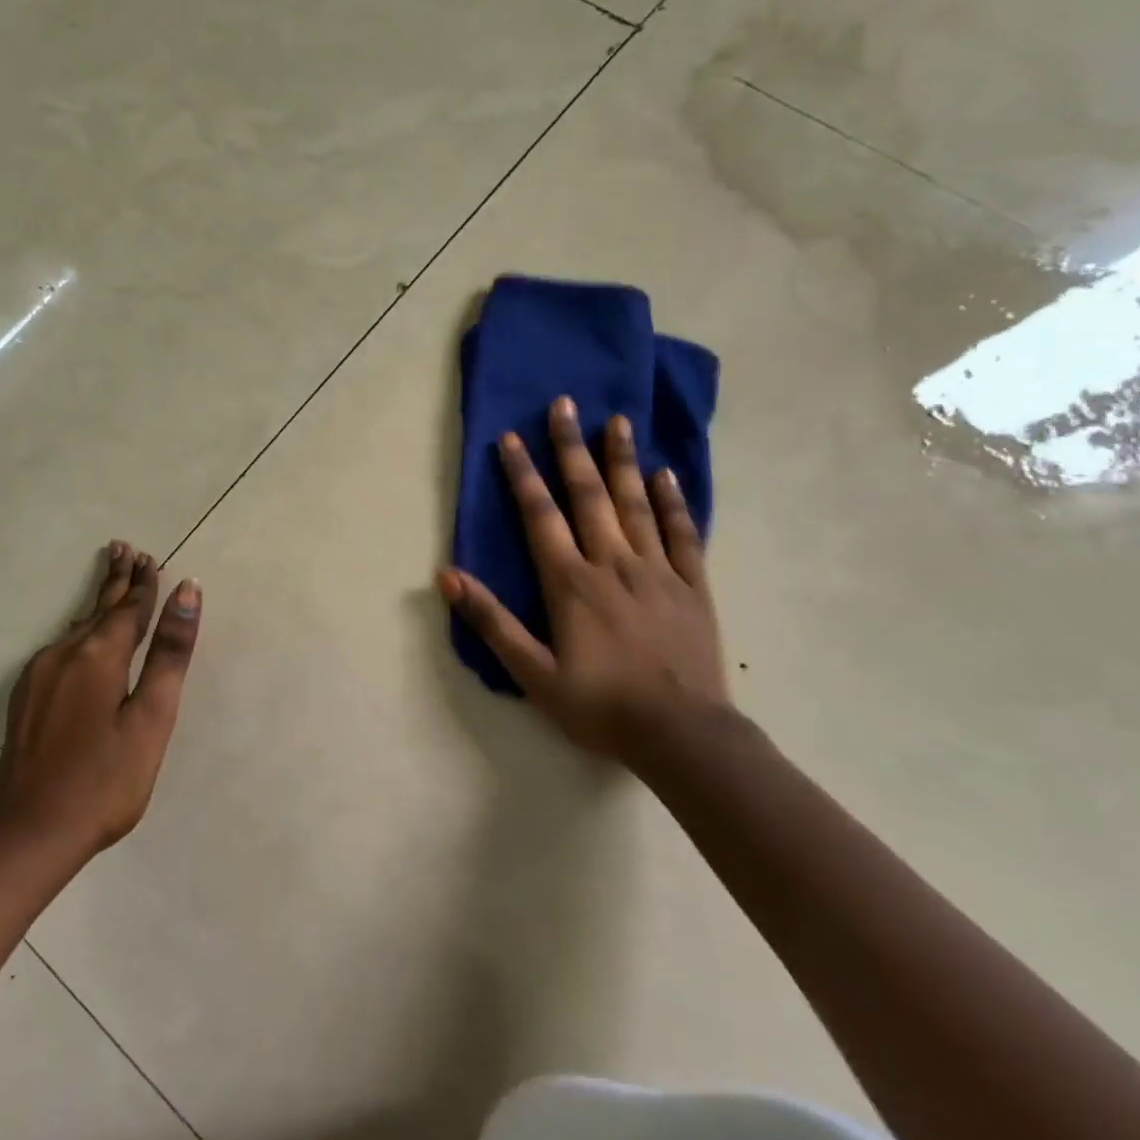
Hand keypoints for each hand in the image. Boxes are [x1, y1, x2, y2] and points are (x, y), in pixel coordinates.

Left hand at [0, 542, 201, 859]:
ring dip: (99, 603)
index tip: (151, 558)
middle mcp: (65, 653)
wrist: (29, 832)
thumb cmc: (105, 780)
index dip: (144, 583)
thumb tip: (187, 591)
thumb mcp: (151, 718)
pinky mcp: (27, 696)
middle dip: (116, 579)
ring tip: (110, 581)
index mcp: (100, 654)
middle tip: (124, 549)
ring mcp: (40, 674)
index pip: (129, 607)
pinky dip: (82, 630)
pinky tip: (83, 634)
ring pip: (78, 626)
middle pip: (99, 608)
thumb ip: (170, 653)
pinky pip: (63, 647)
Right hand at [438, 399, 728, 759]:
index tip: (511, 437)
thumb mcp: (532, 672)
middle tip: (565, 404)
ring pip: (636, 504)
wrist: (683, 736)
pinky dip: (674, 502)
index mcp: (571, 583)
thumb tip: (447, 575)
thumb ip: (490, 621)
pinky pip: (683, 534)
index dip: (522, 474)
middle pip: (589, 495)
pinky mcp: (692, 587)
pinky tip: (666, 475)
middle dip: (571, 448)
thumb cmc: (599, 706)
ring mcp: (657, 571)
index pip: (540, 515)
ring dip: (622, 460)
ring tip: (615, 421)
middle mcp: (613, 563)